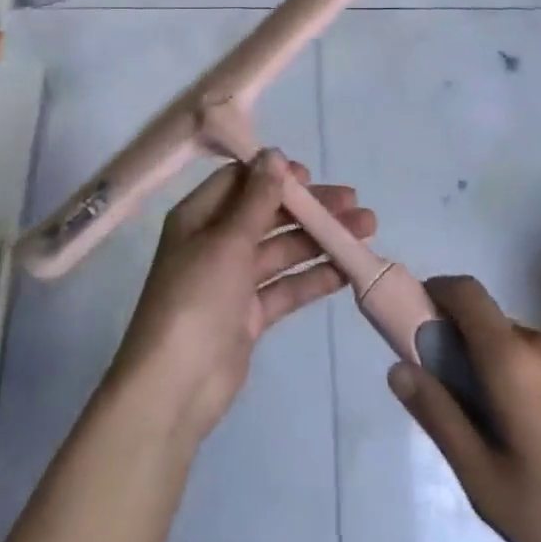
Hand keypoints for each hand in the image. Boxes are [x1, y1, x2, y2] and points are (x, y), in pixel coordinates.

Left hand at [109, 151, 375, 442]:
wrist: (176, 388)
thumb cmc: (196, 299)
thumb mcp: (228, 240)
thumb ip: (257, 198)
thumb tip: (274, 153)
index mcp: (199, 217)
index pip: (240, 181)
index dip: (275, 175)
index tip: (311, 176)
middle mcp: (215, 242)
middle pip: (268, 214)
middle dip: (309, 208)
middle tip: (354, 203)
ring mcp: (233, 280)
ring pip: (283, 249)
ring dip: (320, 239)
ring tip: (365, 230)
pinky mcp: (249, 314)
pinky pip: (286, 286)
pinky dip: (313, 276)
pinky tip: (347, 269)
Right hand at [387, 276, 540, 541]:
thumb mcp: (488, 484)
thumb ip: (441, 419)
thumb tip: (399, 368)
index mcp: (515, 360)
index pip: (465, 292)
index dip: (434, 294)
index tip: (413, 329)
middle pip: (486, 323)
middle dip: (458, 348)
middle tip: (452, 411)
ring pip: (514, 346)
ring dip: (490, 370)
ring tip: (497, 440)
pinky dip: (520, 381)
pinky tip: (536, 444)